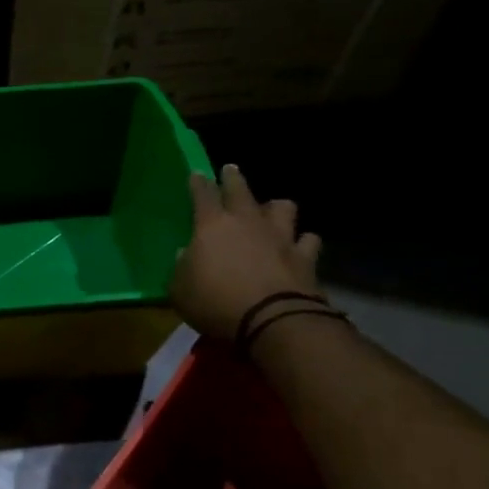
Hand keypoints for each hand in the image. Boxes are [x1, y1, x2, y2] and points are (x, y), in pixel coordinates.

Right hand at [169, 165, 321, 339]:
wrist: (271, 319)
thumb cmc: (215, 302)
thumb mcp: (180, 291)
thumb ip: (181, 269)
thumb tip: (184, 254)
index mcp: (212, 226)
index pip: (202, 195)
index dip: (198, 183)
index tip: (196, 174)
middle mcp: (248, 222)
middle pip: (241, 190)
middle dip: (233, 178)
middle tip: (230, 169)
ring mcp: (281, 236)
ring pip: (283, 207)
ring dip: (276, 207)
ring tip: (272, 209)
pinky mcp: (305, 256)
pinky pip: (308, 240)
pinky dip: (304, 241)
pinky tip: (301, 245)